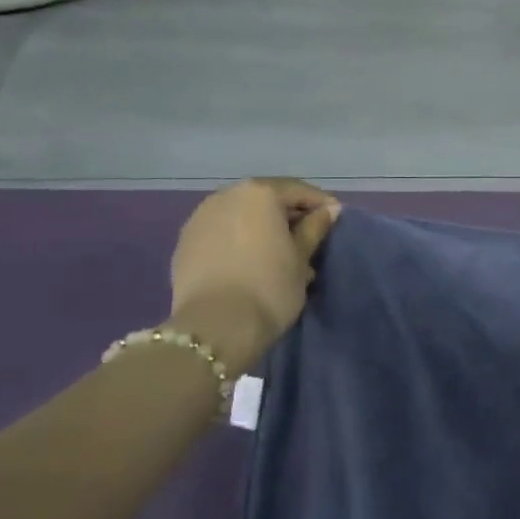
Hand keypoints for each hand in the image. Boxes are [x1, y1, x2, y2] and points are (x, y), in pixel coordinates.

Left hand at [168, 179, 340, 368]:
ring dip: (263, 229)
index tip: (335, 221)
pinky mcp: (184, 244)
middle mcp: (226, 196)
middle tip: (309, 240)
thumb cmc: (269, 287)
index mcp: (259, 193)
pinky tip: (251, 264)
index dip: (320, 204)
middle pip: (266, 200)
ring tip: (279, 256)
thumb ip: (314, 228)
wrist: (214, 328)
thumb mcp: (301, 257)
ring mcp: (200, 219)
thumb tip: (329, 210)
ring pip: (241, 216)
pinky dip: (239, 241)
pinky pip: (222, 234)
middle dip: (289, 217)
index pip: (298, 190)